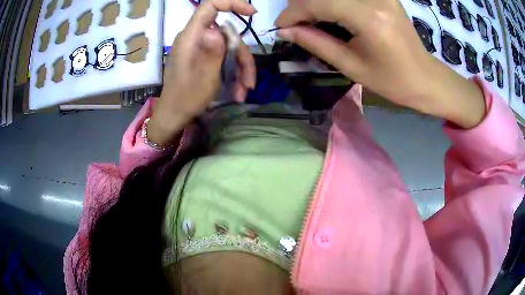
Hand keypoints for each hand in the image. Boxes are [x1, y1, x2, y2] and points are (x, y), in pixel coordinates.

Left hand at [148, 0, 256, 146]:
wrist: (174, 115)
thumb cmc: (185, 99)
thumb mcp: (204, 78)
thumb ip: (212, 52)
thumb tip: (218, 29)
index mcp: (190, 37)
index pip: (210, 7)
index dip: (231, 4)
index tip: (252, 13)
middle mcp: (195, 38)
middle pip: (228, 34)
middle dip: (242, 57)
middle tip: (249, 82)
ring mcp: (200, 48)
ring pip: (229, 48)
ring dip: (240, 69)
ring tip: (244, 92)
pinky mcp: (203, 57)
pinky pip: (223, 57)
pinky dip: (233, 72)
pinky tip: (238, 91)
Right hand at [275, 0, 484, 128]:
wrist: (424, 78)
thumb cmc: (392, 81)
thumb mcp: (352, 66)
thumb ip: (316, 43)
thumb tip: (285, 31)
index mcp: (369, 18)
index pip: (318, 2)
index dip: (293, 12)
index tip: (281, 26)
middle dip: (302, 5)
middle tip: (294, 24)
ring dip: (316, 3)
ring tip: (308, 20)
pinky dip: (332, 2)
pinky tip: (328, 13)